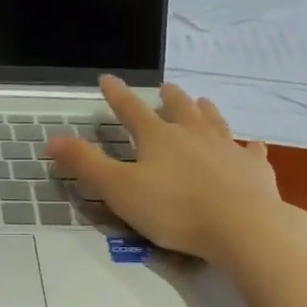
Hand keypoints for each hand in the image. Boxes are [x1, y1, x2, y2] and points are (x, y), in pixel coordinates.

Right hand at [44, 76, 306, 266]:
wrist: (242, 226)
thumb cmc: (174, 209)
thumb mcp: (119, 189)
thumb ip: (86, 164)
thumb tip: (52, 139)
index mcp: (158, 137)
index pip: (131, 110)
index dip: (116, 95)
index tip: (107, 79)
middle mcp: (193, 134)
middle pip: (179, 108)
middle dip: (169, 97)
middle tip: (166, 88)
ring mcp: (227, 149)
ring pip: (214, 122)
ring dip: (205, 111)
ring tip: (202, 102)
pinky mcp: (254, 169)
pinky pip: (250, 152)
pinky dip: (248, 147)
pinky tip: (251, 146)